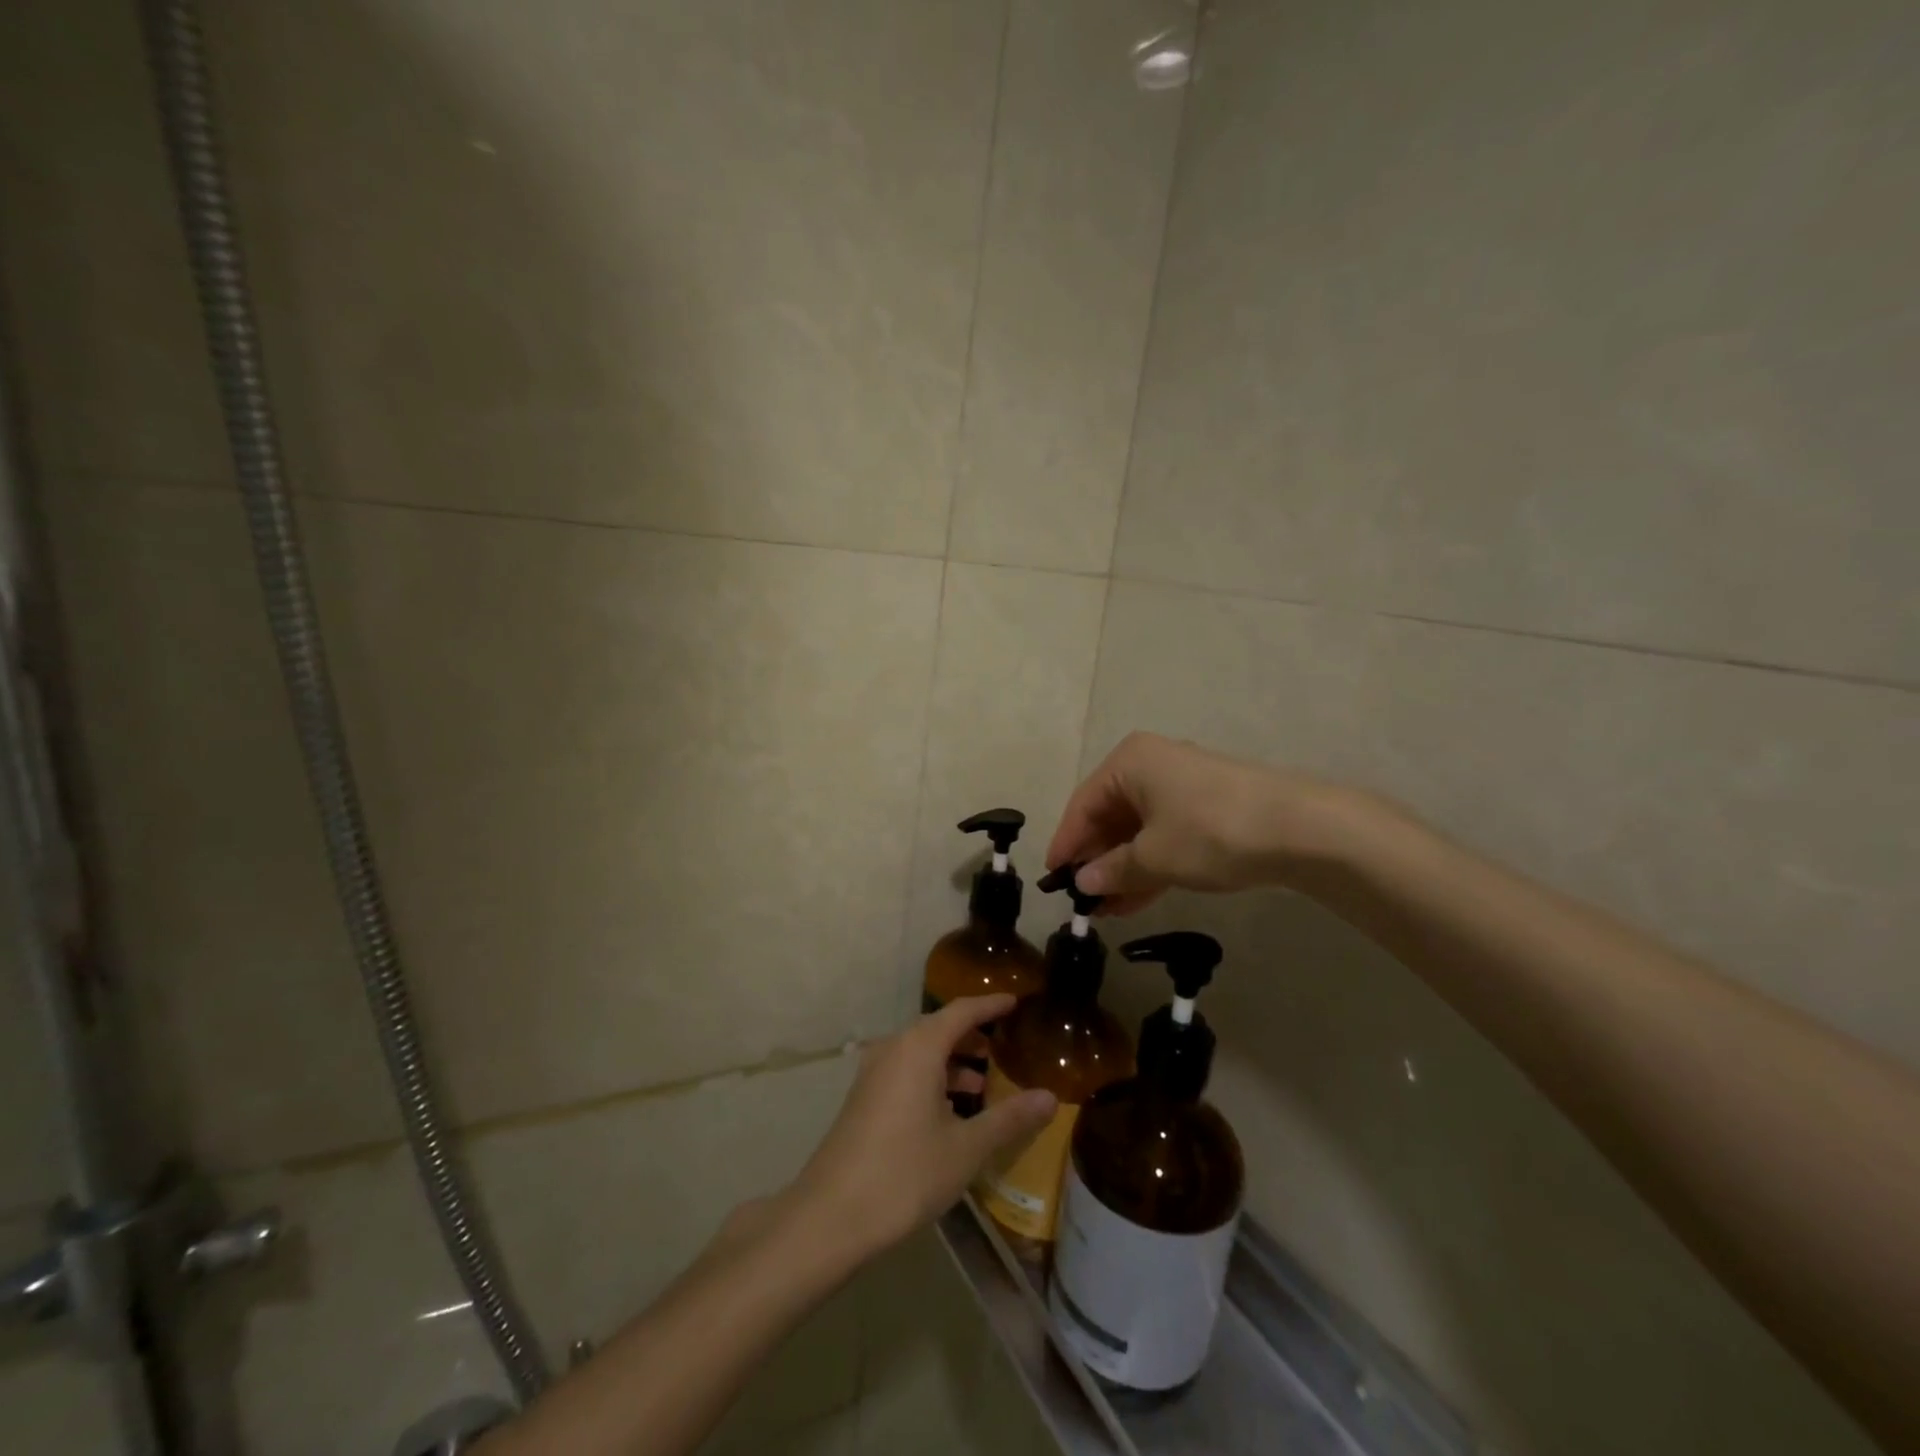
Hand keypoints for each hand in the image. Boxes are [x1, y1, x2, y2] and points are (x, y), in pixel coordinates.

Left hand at [790, 996, 1057, 1257]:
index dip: (990, 1004)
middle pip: (940, 1028)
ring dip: (953, 1060)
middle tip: (1006, 1047)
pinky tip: (951, 1110)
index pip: (962, 1010)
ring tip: (984, 1084)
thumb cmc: (905, 1173)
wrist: (830, 1216)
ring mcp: (874, 1072)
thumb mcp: (966, 1148)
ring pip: (921, 1052)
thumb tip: (1050, 1098)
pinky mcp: (864, 1098)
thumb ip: (1009, 1119)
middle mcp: (894, 1048)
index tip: (1016, 1001)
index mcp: (919, 1047)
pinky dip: (932, 1077)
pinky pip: (906, 1070)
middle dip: (973, 1035)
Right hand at [1047, 732, 1350, 912]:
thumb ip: (1112, 869)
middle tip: (1082, 899)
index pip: (1082, 805)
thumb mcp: (1153, 857)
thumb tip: (1084, 881)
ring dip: (1122, 869)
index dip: (1066, 844)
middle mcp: (1151, 766)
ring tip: (1105, 910)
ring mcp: (1182, 786)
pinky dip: (1150, 864)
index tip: (1052, 879)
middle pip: (1110, 816)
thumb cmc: (1210, 831)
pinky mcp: (1207, 807)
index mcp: (1129, 762)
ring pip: (1138, 830)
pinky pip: (1164, 835)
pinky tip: (1135, 899)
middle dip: (1096, 860)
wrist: (1300, 828)